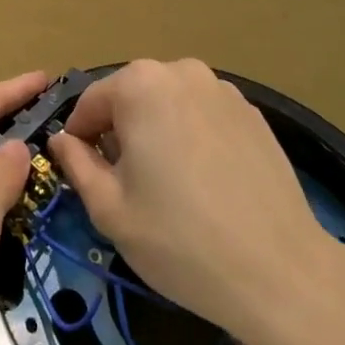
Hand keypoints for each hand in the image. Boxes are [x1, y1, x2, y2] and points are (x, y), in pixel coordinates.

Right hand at [47, 59, 344, 344]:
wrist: (281, 272)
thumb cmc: (180, 241)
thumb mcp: (109, 209)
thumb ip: (77, 164)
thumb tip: (63, 140)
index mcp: (140, 84)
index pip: (90, 103)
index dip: (80, 140)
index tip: (85, 176)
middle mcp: (181, 71)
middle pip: (131, 97)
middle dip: (120, 133)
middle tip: (127, 185)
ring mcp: (223, 89)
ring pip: (168, 104)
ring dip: (157, 132)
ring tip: (169, 185)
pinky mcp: (253, 112)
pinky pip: (203, 115)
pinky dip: (192, 137)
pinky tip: (205, 183)